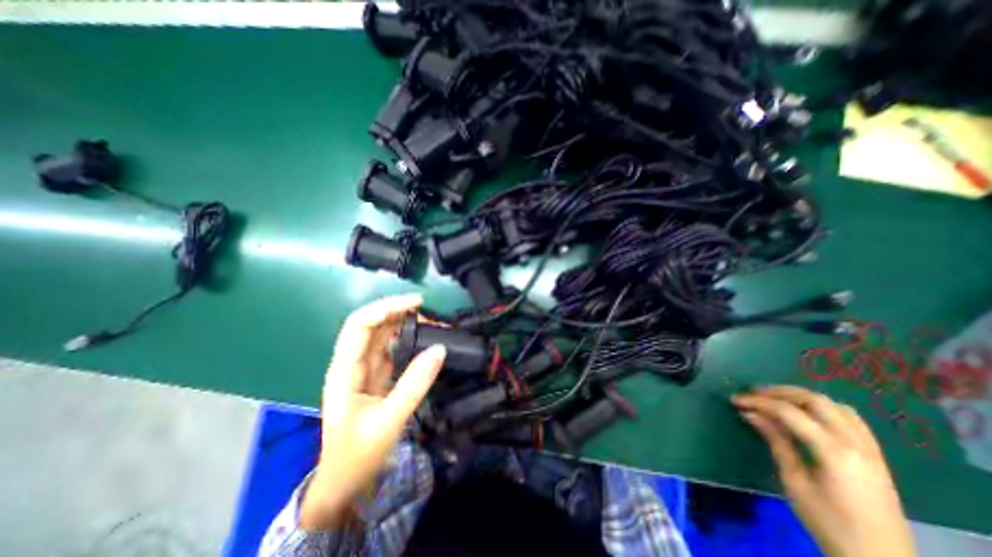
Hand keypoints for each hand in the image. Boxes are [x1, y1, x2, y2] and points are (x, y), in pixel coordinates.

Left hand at [298, 291, 446, 531]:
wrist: (344, 484)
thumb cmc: (357, 455)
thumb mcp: (388, 421)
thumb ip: (414, 384)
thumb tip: (440, 350)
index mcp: (344, 370)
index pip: (360, 325)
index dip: (387, 307)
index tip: (417, 303)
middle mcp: (352, 363)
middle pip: (372, 325)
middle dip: (398, 311)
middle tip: (428, 310)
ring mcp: (365, 369)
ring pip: (383, 335)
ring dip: (405, 323)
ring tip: (431, 321)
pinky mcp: (377, 376)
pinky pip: (392, 350)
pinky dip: (409, 339)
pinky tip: (424, 338)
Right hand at [736, 386, 913, 556]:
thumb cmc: (829, 523)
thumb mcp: (795, 482)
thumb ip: (776, 442)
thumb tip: (751, 414)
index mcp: (834, 453)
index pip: (789, 412)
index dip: (759, 402)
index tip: (736, 400)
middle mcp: (856, 444)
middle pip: (815, 401)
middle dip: (780, 393)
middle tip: (754, 395)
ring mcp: (870, 450)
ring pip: (834, 406)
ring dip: (802, 398)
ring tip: (777, 401)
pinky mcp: (875, 456)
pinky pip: (850, 419)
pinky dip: (823, 409)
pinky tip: (807, 415)